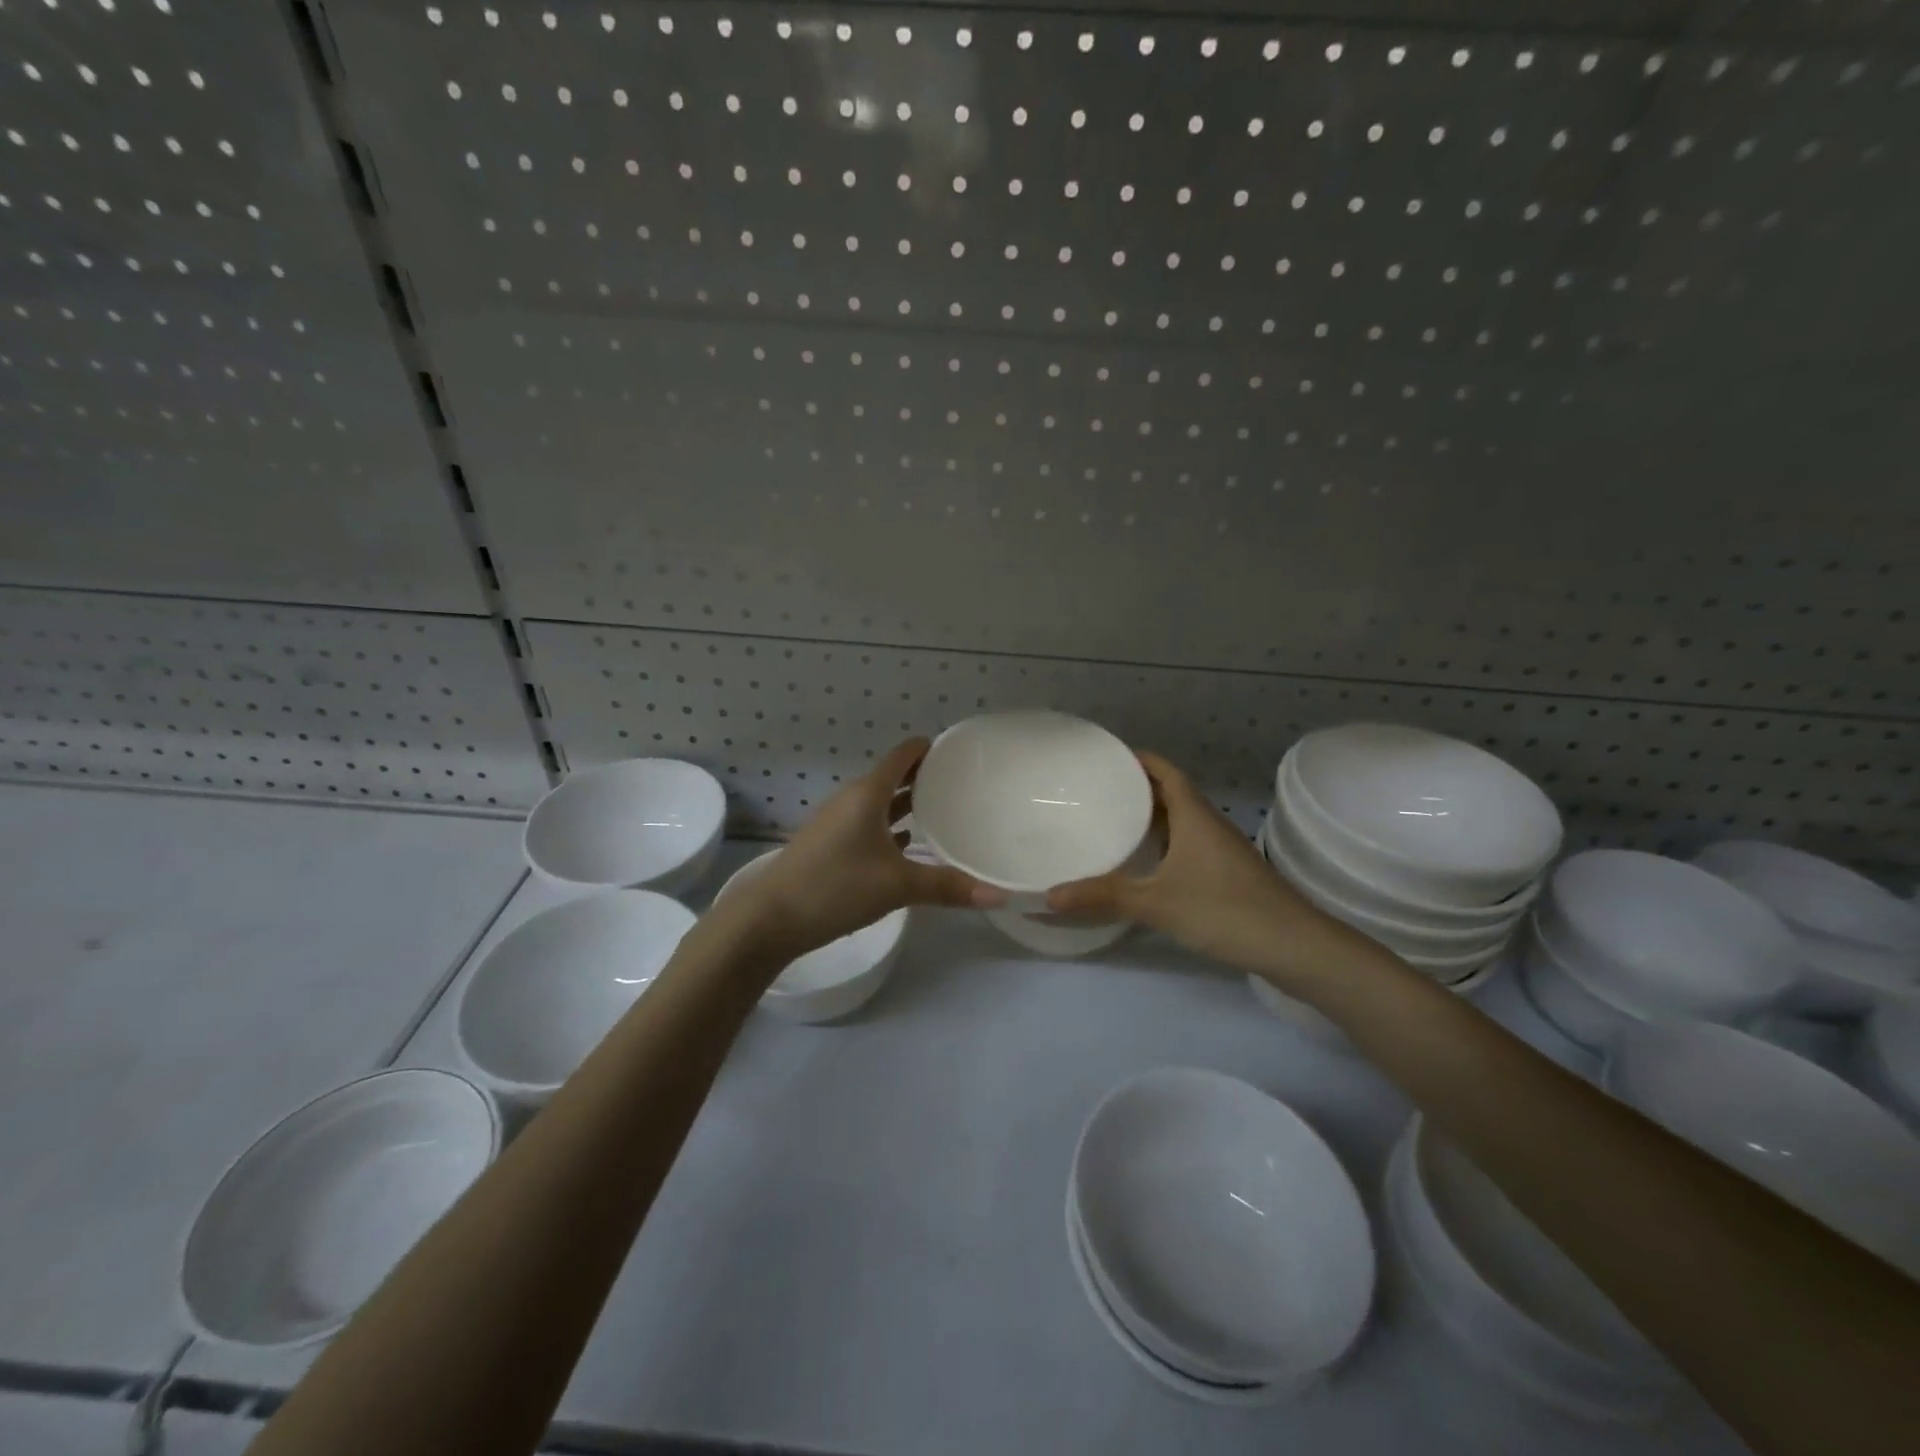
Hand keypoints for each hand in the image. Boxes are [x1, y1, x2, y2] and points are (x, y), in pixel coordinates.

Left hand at [708, 738, 1003, 964]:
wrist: (769, 918)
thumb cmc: (835, 887)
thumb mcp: (897, 886)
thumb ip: (947, 887)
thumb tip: (999, 896)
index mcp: (868, 794)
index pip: (903, 756)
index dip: (929, 748)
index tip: (960, 751)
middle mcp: (852, 800)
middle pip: (893, 777)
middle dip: (924, 777)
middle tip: (963, 783)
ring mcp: (837, 823)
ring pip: (880, 803)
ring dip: (907, 803)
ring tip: (943, 810)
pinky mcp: (829, 845)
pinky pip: (868, 825)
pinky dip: (890, 827)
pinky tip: (908, 845)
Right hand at [1046, 752, 1347, 982]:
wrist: (1295, 947)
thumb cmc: (1224, 911)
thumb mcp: (1157, 903)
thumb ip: (1104, 897)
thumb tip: (1049, 895)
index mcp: (1194, 815)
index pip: (1164, 770)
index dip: (1137, 759)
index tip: (1103, 758)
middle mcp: (1208, 824)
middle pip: (1170, 793)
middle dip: (1136, 788)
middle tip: (1095, 792)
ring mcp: (1221, 849)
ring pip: (1181, 820)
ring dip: (1151, 817)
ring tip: (1111, 822)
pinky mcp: (1228, 873)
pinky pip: (1188, 844)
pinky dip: (1164, 843)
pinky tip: (1145, 864)